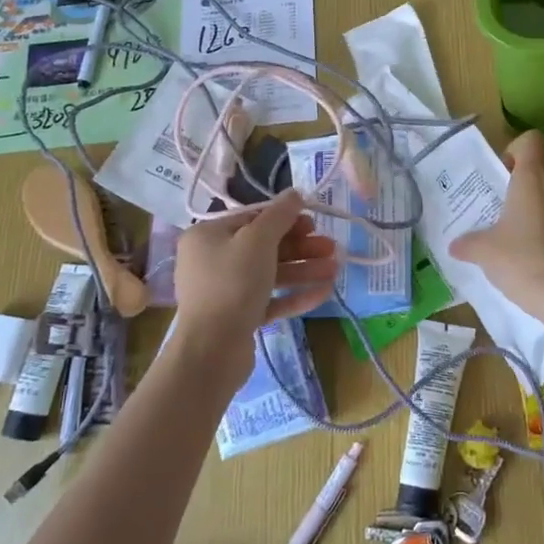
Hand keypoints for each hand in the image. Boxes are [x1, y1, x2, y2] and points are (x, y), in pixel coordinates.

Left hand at [173, 190, 337, 362]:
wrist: (212, 350)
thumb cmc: (232, 283)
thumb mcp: (258, 240)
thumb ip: (279, 215)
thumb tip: (295, 193)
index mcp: (208, 236)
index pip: (252, 218)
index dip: (285, 218)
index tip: (314, 222)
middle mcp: (212, 260)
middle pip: (264, 247)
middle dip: (301, 247)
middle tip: (331, 247)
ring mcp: (225, 291)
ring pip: (271, 274)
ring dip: (304, 270)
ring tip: (335, 269)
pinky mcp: (238, 318)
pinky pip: (270, 300)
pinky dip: (295, 295)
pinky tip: (324, 292)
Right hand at [449, 132, 543, 308]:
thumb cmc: (524, 262)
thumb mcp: (485, 252)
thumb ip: (468, 244)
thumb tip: (456, 245)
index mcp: (532, 181)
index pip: (531, 140)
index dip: (514, 150)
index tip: (500, 175)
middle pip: (538, 174)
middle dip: (517, 190)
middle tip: (497, 215)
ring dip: (533, 216)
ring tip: (514, 244)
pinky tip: (536, 266)